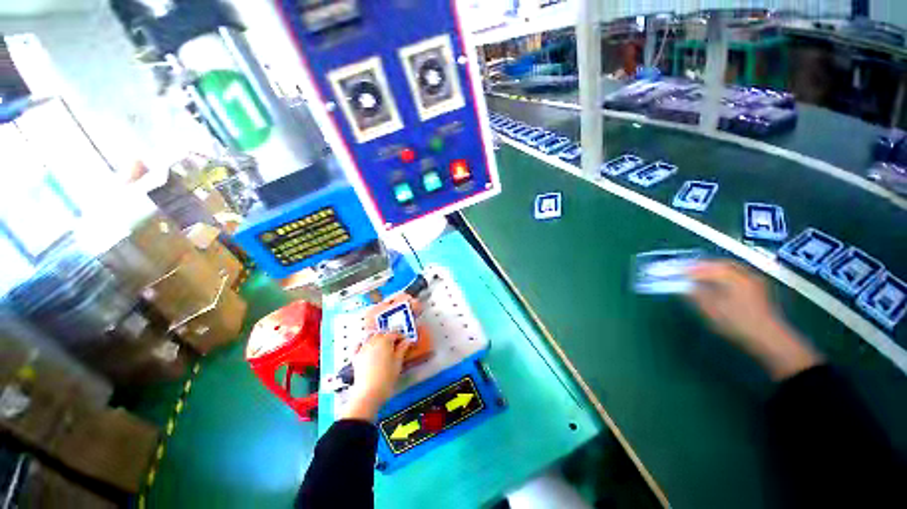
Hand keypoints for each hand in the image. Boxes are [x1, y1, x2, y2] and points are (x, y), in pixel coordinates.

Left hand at [343, 332, 411, 421]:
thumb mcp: (398, 362)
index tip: (406, 342)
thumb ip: (403, 349)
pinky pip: (359, 345)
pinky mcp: (356, 357)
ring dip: (377, 338)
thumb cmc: (387, 377)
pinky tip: (366, 346)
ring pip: (371, 337)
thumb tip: (407, 341)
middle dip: (389, 336)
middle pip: (382, 334)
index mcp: (385, 341)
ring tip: (383, 346)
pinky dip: (363, 343)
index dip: (401, 337)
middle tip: (396, 344)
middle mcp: (373, 341)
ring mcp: (363, 348)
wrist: (369, 393)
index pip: (394, 333)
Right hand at [685, 261, 822, 380]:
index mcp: (735, 278)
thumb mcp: (713, 311)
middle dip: (701, 266)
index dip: (689, 269)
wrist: (770, 339)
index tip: (675, 271)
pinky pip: (736, 274)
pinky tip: (716, 281)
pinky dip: (722, 274)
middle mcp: (746, 275)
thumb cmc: (739, 325)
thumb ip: (696, 295)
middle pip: (720, 264)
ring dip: (712, 269)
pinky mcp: (757, 288)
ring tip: (698, 274)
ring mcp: (754, 281)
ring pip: (729, 268)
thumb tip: (682, 285)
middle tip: (685, 270)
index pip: (707, 268)